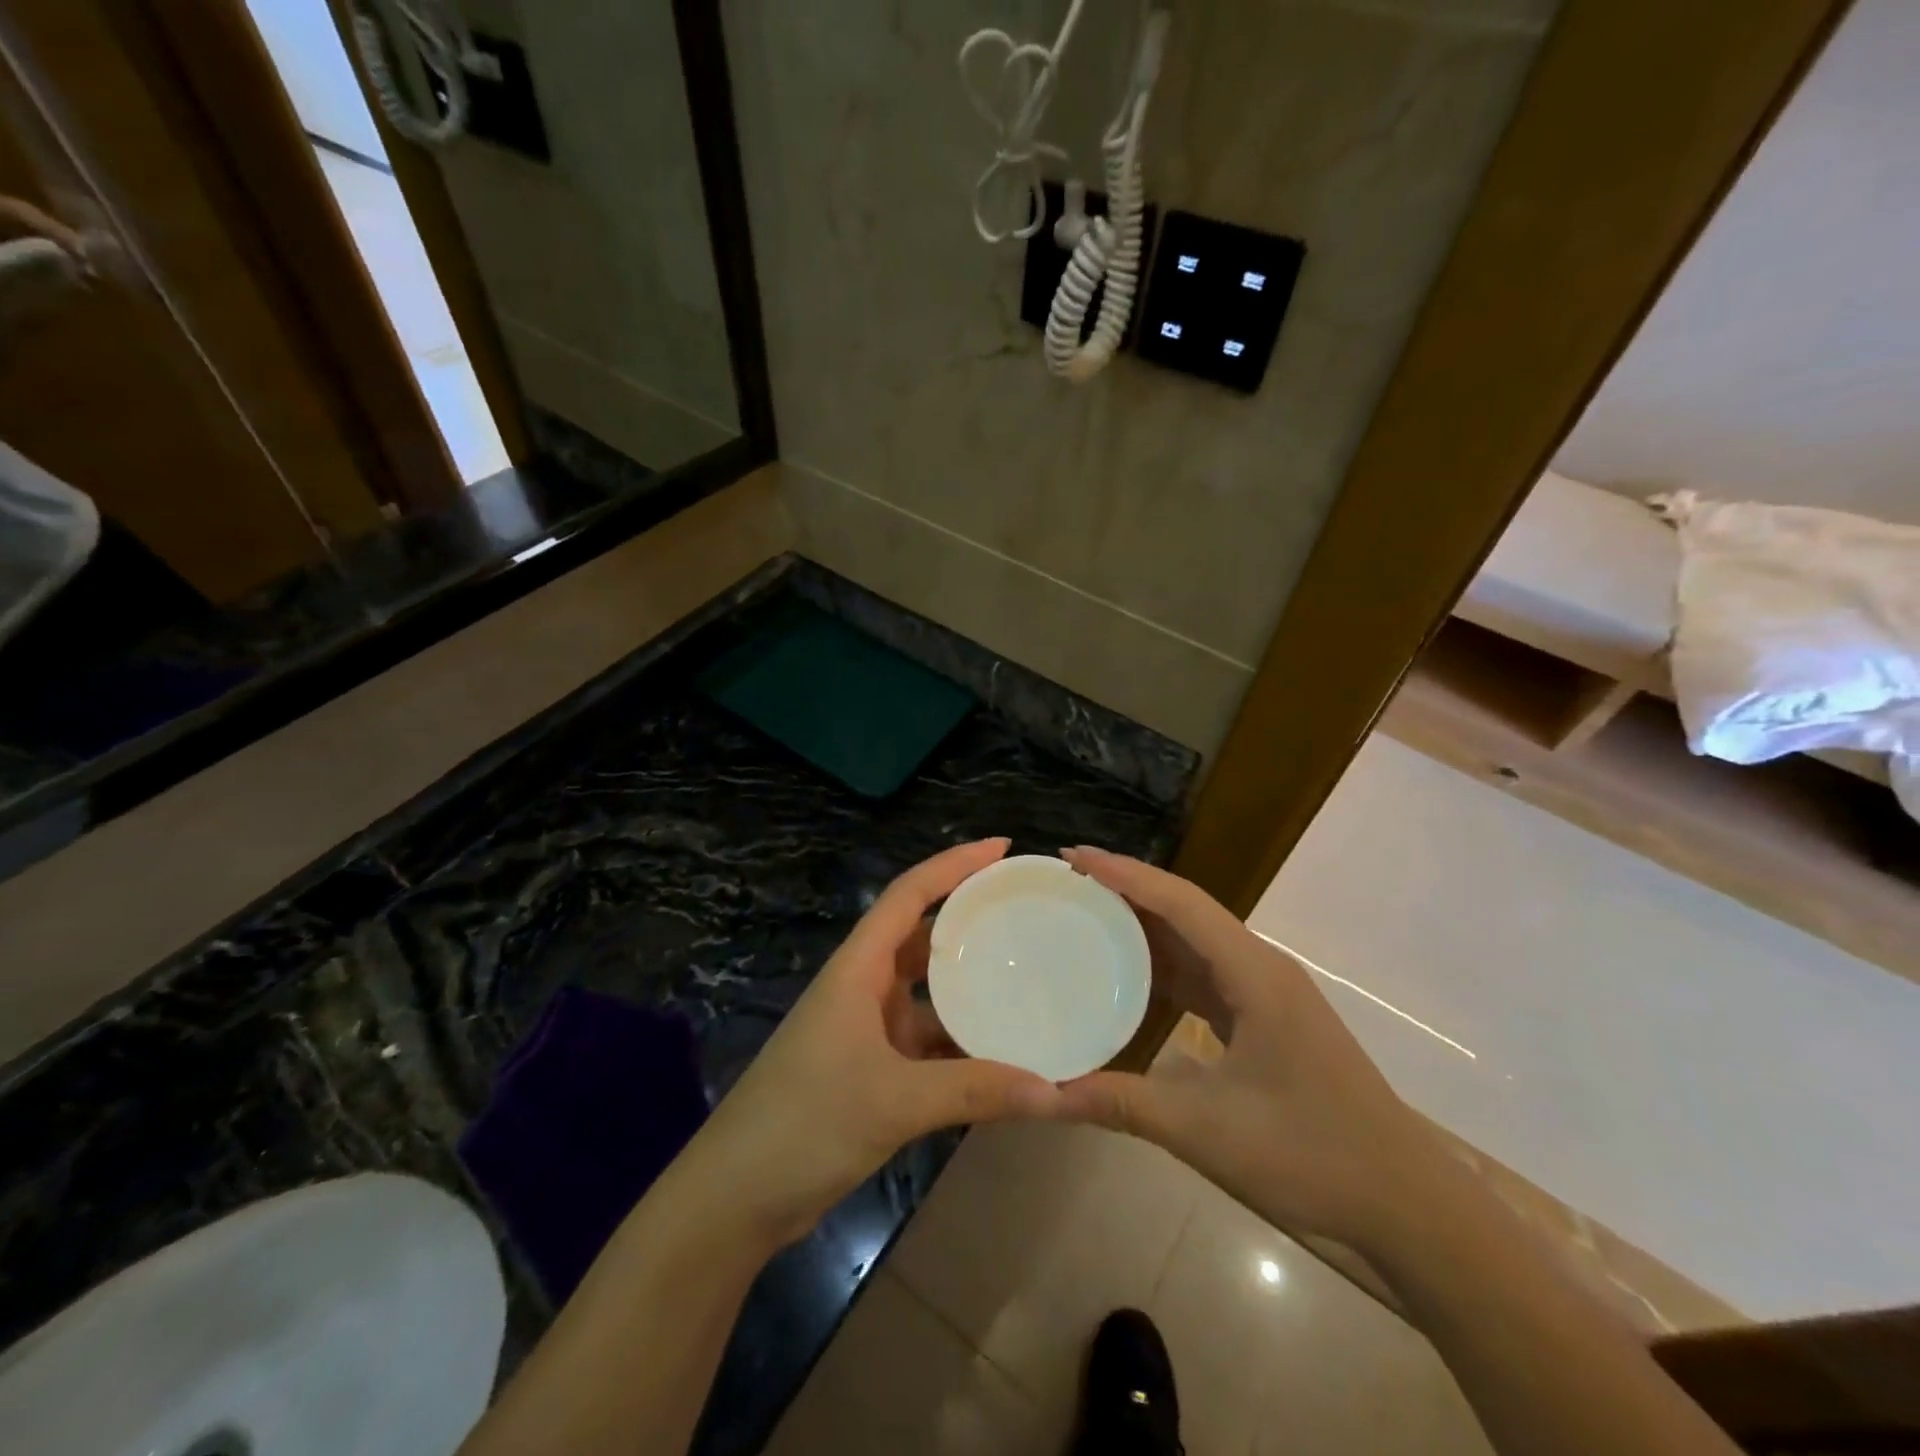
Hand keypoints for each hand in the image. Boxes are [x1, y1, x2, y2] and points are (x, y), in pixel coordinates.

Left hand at [680, 839, 1063, 1248]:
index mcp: (858, 968)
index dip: (954, 864)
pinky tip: (1001, 1052)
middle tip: (1025, 909)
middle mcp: (862, 987)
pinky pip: (926, 1040)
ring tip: (1026, 975)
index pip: (908, 894)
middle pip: (921, 935)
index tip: (1002, 847)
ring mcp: (864, 1029)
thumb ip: (975, 1091)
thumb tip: (1057, 1090)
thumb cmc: (805, 1124)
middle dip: (968, 918)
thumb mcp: (895, 1101)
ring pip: (926, 992)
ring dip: (968, 986)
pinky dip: (960, 1042)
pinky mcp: (869, 1069)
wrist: (734, 1198)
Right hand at [1055, 847, 1445, 1255]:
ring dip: (1145, 925)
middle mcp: (1261, 967)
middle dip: (1127, 889)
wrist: (1407, 1206)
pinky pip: (1207, 974)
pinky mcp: (1268, 1019)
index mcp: (1253, 973)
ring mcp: (1268, 993)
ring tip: (1087, 915)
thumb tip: (1046, 1094)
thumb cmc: (1311, 1155)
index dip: (1123, 873)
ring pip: (1197, 940)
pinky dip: (1166, 966)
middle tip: (1067, 882)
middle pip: (1186, 909)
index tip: (1073, 855)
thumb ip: (1121, 1103)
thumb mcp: (1205, 1130)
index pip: (1179, 902)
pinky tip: (1132, 975)